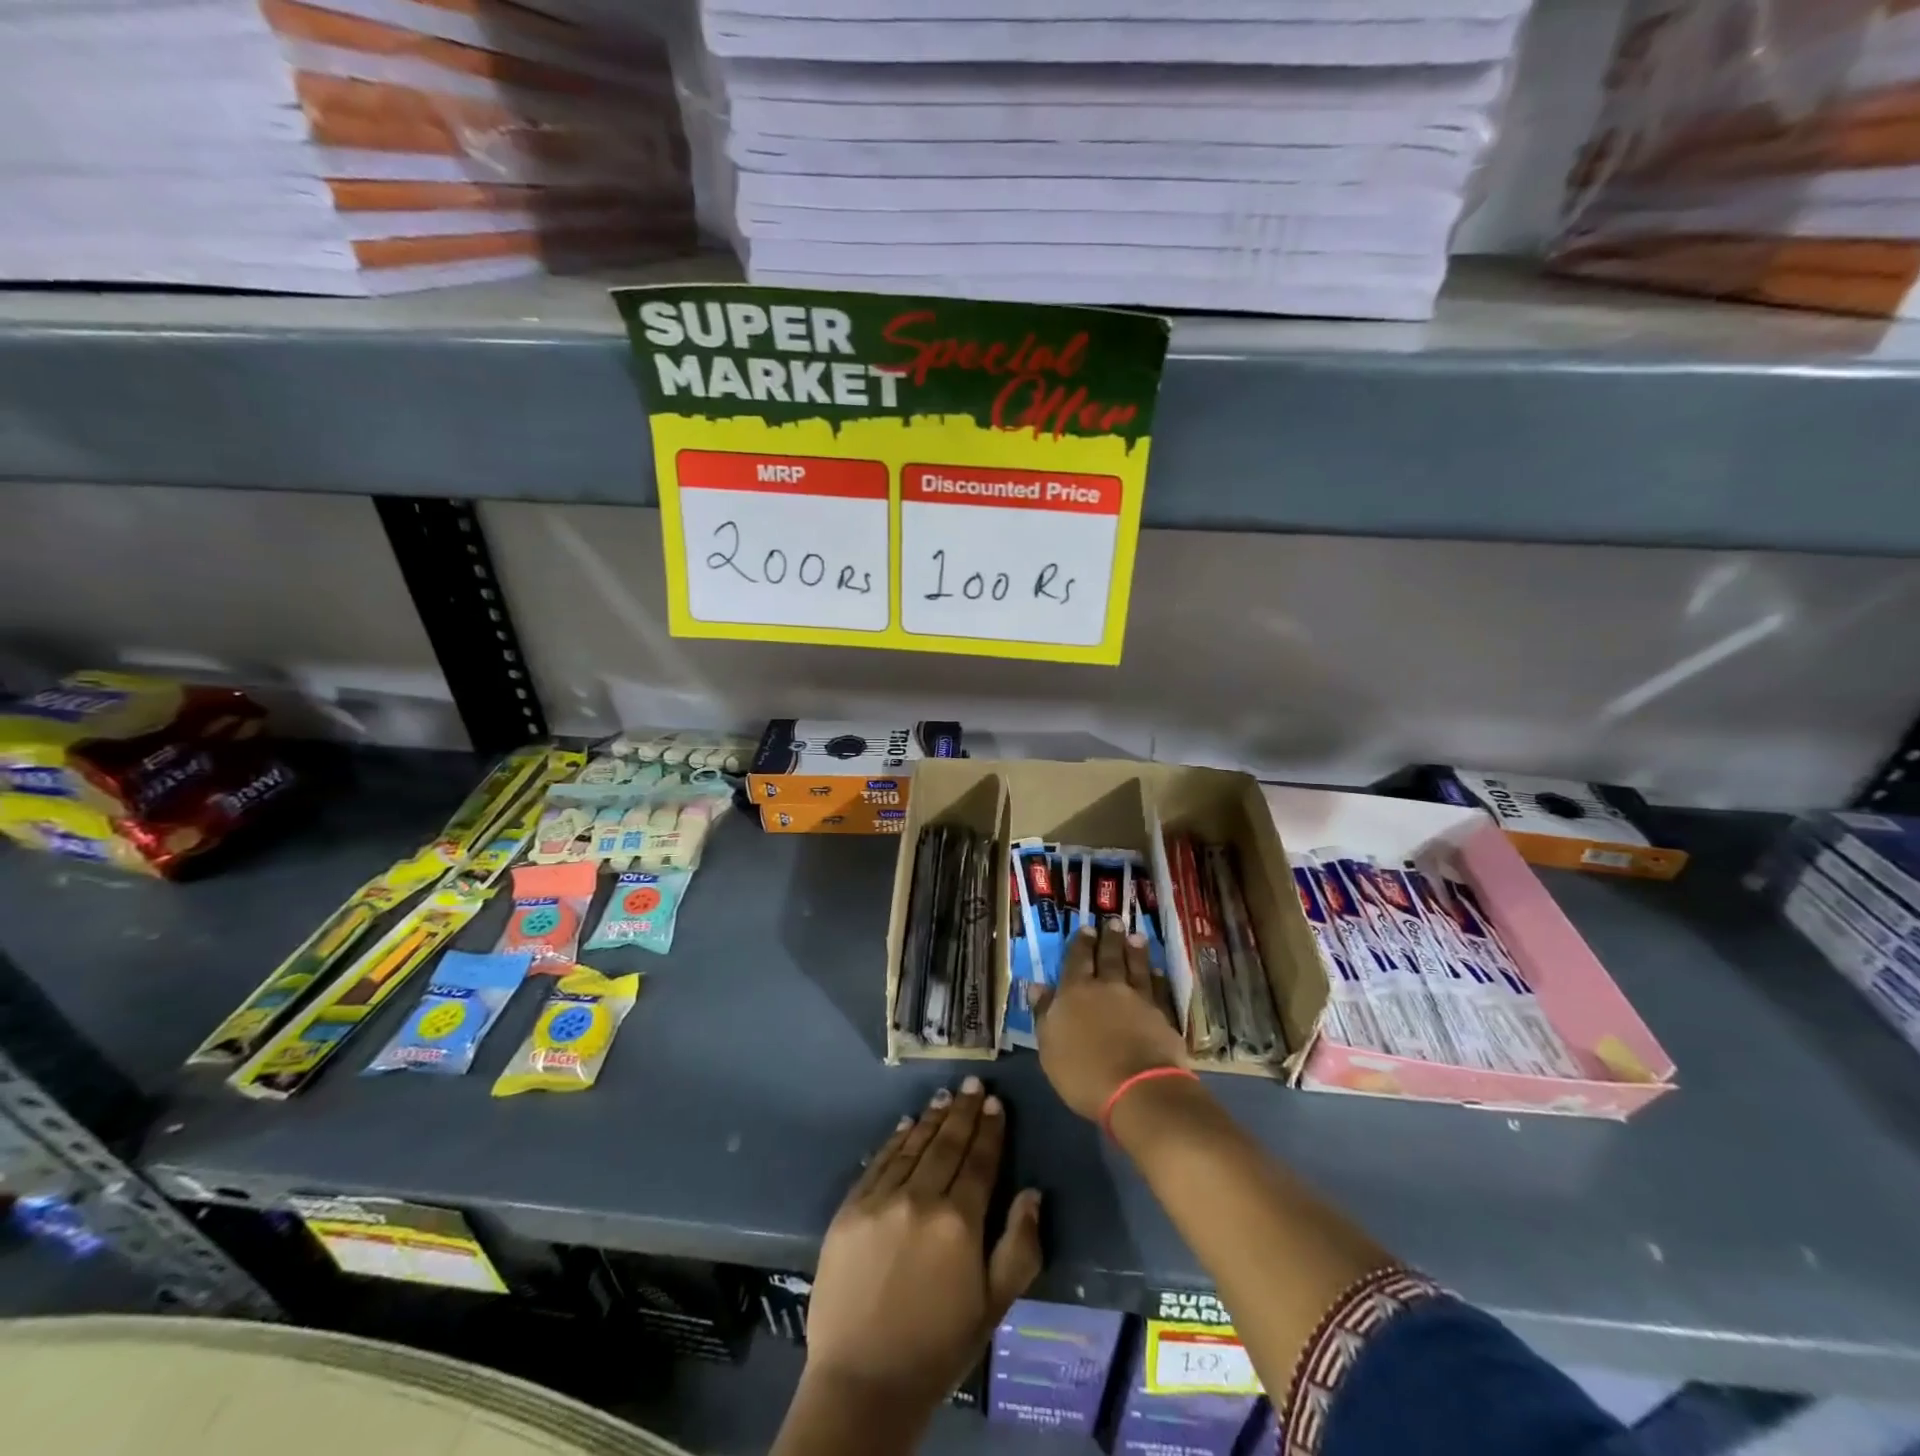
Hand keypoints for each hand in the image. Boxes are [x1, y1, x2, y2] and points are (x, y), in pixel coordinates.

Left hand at [805, 1078, 1043, 1410]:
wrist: (863, 1383)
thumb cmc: (938, 1347)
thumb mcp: (994, 1307)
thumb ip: (1019, 1246)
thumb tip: (1031, 1193)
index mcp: (960, 1222)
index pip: (980, 1161)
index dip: (991, 1130)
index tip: (996, 1103)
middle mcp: (921, 1199)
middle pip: (948, 1144)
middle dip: (964, 1111)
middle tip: (973, 1083)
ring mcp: (881, 1200)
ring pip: (914, 1146)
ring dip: (933, 1119)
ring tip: (946, 1096)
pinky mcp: (851, 1208)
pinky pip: (879, 1162)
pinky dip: (896, 1140)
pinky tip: (907, 1124)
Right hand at [1032, 922, 1188, 1119]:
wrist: (1137, 1089)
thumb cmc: (1083, 1073)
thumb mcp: (1049, 1047)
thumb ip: (1044, 1013)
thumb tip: (1036, 985)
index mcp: (1075, 992)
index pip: (1077, 960)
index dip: (1081, 943)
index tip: (1086, 928)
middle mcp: (1107, 987)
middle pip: (1108, 957)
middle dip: (1109, 938)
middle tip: (1113, 921)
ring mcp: (1138, 999)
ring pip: (1136, 967)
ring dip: (1135, 951)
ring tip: (1136, 936)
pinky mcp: (1161, 1015)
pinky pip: (1158, 989)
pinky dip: (1158, 977)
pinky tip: (1158, 970)